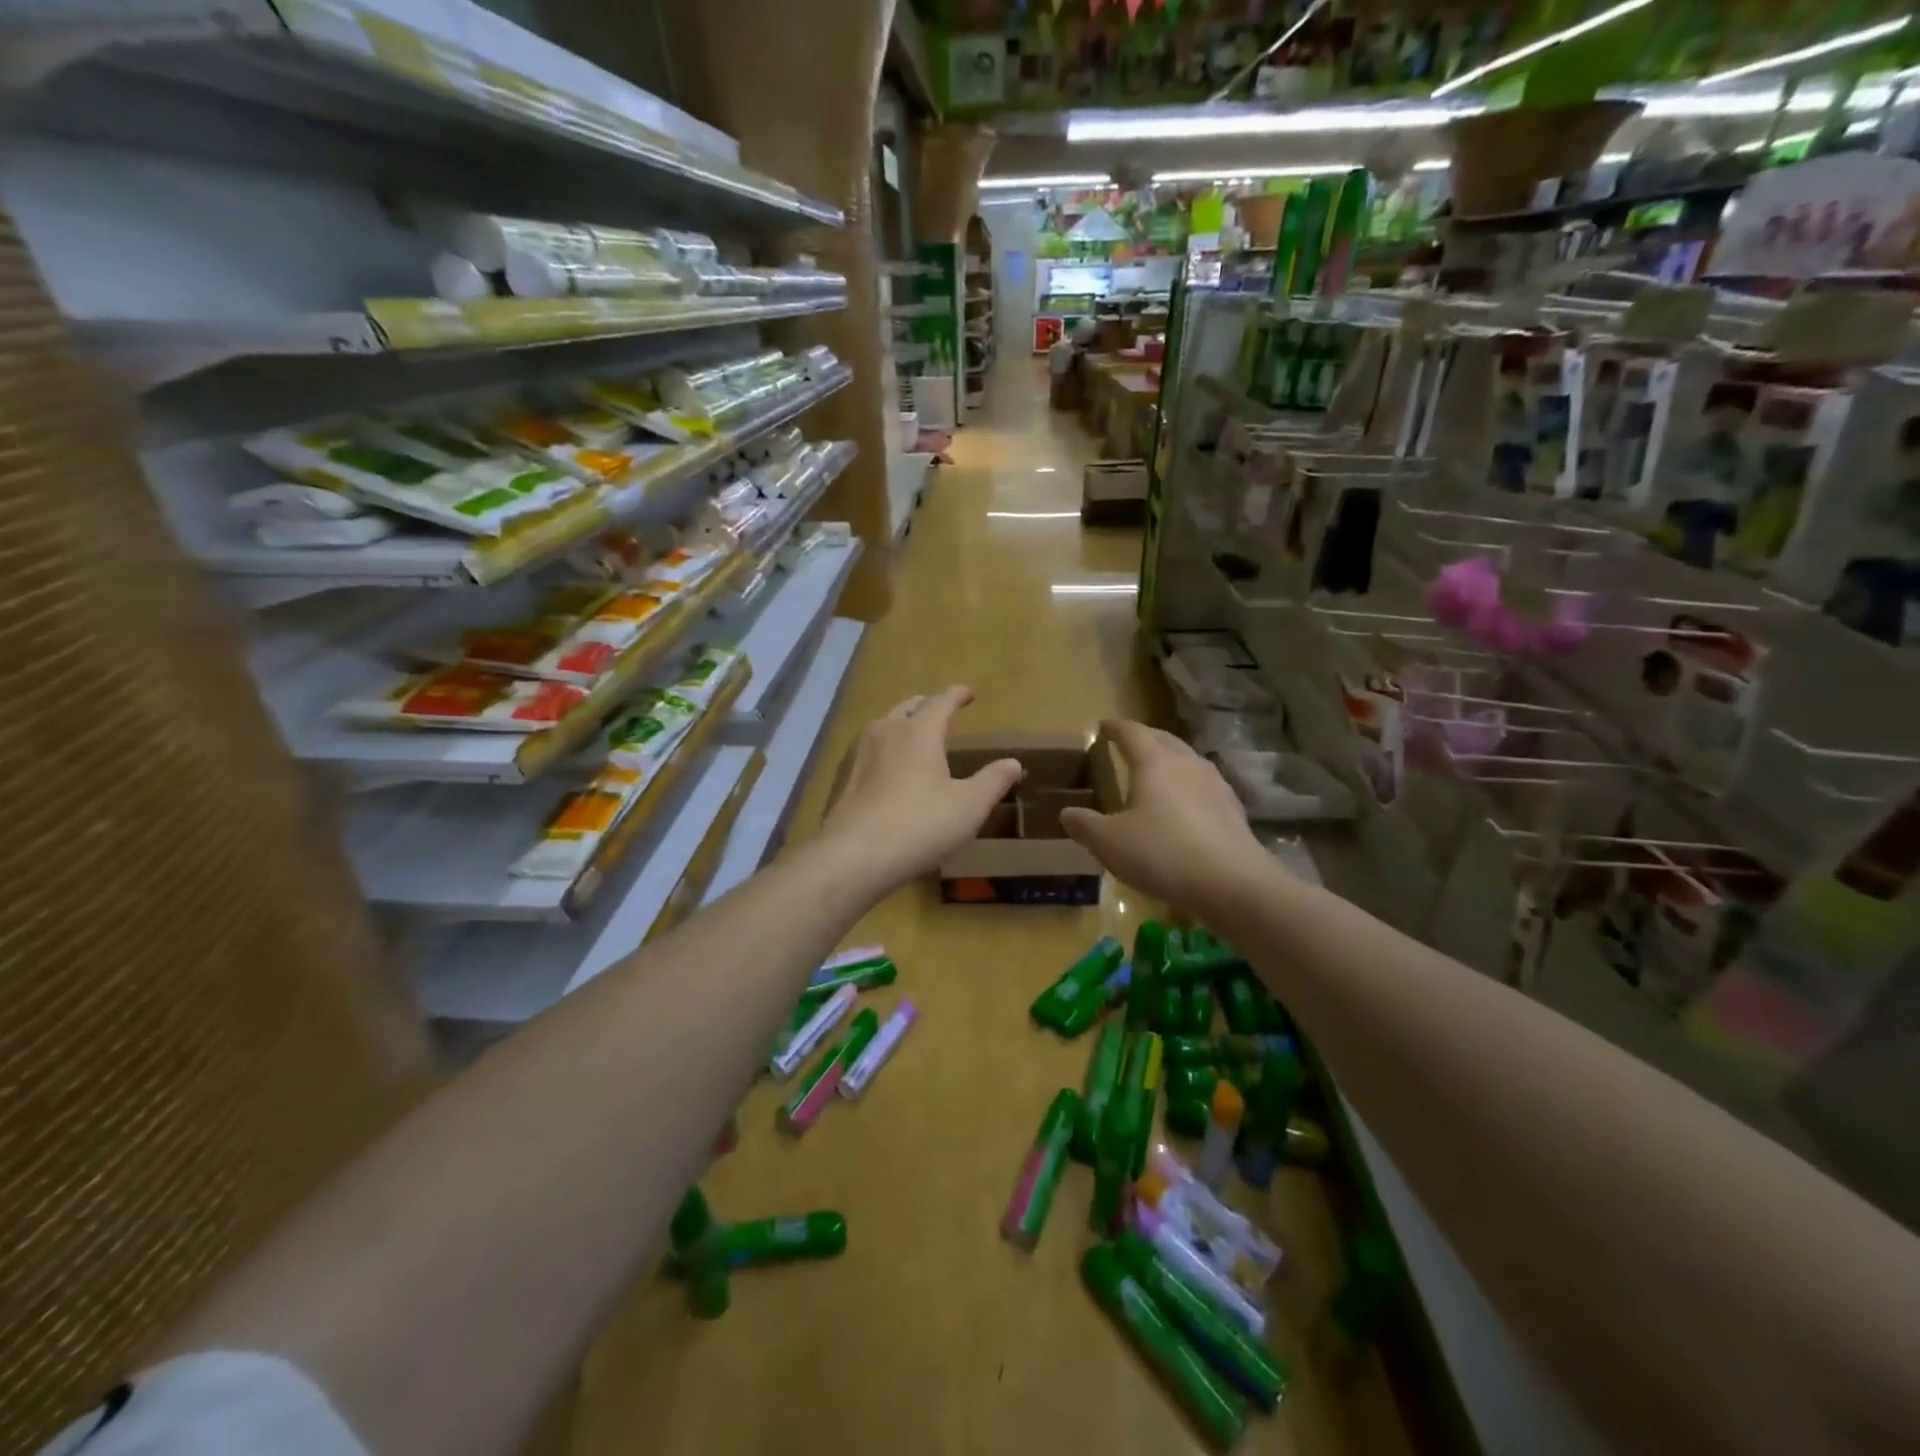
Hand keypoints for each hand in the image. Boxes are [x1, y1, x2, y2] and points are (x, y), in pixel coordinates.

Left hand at [818, 686, 1022, 891]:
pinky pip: (867, 751)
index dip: (957, 695)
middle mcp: (885, 730)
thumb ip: (993, 781)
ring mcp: (857, 751)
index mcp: (919, 731)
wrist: (853, 856)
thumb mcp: (968, 807)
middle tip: (941, 712)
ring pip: (883, 726)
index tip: (968, 693)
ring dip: (902, 726)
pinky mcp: (841, 775)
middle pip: (908, 707)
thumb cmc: (919, 826)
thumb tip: (1013, 762)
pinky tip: (887, 771)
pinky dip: (884, 750)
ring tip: (914, 739)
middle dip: (927, 706)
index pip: (941, 701)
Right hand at [1059, 720, 1264, 913]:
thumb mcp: (1109, 843)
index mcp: (1154, 762)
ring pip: (1188, 761)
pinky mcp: (1233, 809)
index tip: (1103, 727)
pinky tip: (1185, 806)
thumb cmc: (1162, 853)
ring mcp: (1215, 784)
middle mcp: (1187, 764)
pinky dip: (1188, 787)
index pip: (1132, 732)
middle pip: (1164, 739)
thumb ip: (1084, 825)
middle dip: (1145, 738)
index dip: (1115, 728)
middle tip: (1128, 743)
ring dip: (1170, 760)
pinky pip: (1204, 786)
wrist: (1232, 884)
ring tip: (1157, 772)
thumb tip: (1068, 812)